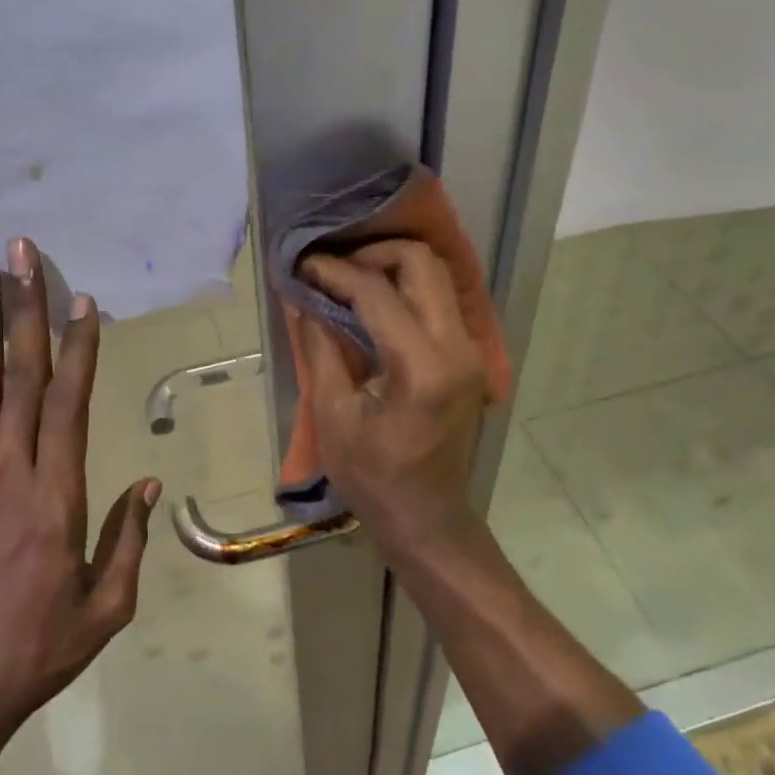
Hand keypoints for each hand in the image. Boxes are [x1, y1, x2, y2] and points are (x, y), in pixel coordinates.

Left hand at [0, 238, 158, 750]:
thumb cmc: (40, 649)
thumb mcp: (106, 605)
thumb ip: (127, 538)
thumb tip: (146, 482)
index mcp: (55, 496)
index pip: (68, 403)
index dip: (77, 347)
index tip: (80, 299)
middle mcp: (7, 473)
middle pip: (18, 376)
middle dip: (21, 309)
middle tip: (17, 253)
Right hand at [289, 240, 489, 553]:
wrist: (429, 520)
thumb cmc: (374, 479)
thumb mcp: (334, 417)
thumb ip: (321, 348)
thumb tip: (304, 300)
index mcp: (422, 367)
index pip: (377, 293)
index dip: (335, 273)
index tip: (303, 267)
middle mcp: (458, 348)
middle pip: (423, 264)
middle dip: (374, 254)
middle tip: (334, 268)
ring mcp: (471, 352)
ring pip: (438, 276)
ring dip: (393, 267)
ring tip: (350, 280)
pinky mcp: (470, 359)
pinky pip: (441, 301)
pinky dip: (408, 288)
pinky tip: (375, 303)